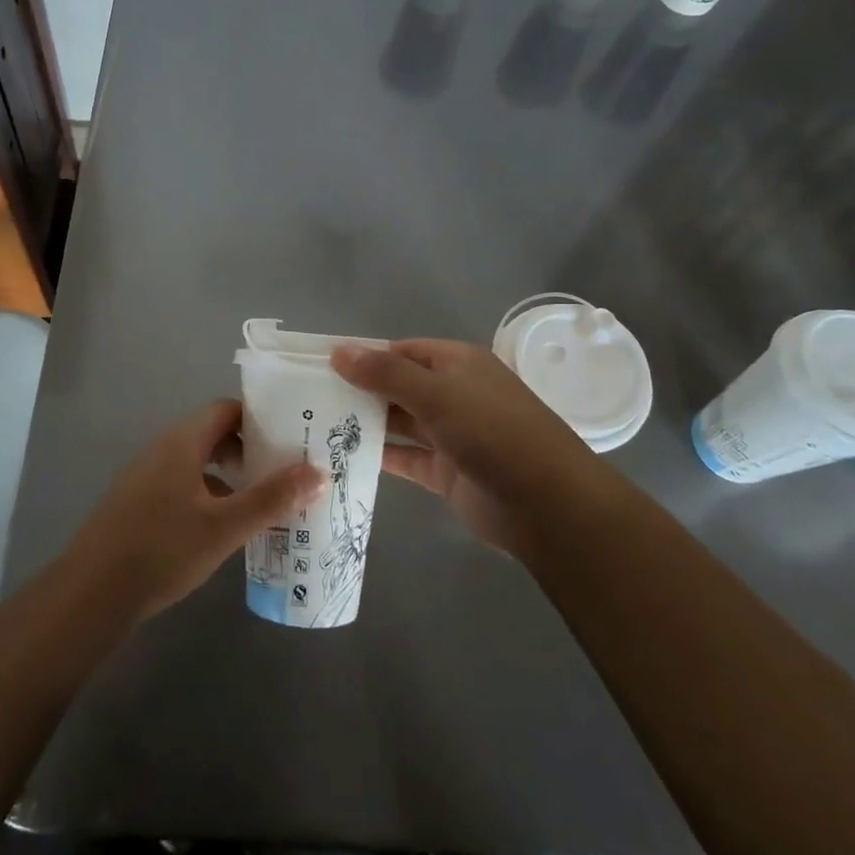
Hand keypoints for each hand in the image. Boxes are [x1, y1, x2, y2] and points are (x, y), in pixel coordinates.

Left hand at [63, 400, 322, 620]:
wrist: (91, 593)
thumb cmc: (161, 550)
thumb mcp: (224, 528)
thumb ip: (271, 499)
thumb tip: (317, 473)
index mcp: (182, 442)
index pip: (226, 409)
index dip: (260, 418)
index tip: (291, 436)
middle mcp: (162, 449)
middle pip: (213, 434)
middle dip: (250, 449)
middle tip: (284, 471)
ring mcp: (146, 476)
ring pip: (198, 461)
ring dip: (230, 474)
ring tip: (263, 500)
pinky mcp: (138, 502)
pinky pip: (182, 483)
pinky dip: (209, 493)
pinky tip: (224, 526)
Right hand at [332, 339, 588, 555]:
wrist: (546, 504)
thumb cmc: (492, 432)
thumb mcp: (437, 394)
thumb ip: (385, 373)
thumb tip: (338, 351)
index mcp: (457, 364)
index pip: (402, 351)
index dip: (364, 355)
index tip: (320, 366)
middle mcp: (453, 395)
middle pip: (398, 386)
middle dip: (360, 390)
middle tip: (308, 398)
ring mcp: (450, 435)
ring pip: (400, 423)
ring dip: (366, 423)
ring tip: (315, 425)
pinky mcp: (446, 473)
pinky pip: (406, 458)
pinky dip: (379, 456)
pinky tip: (342, 457)